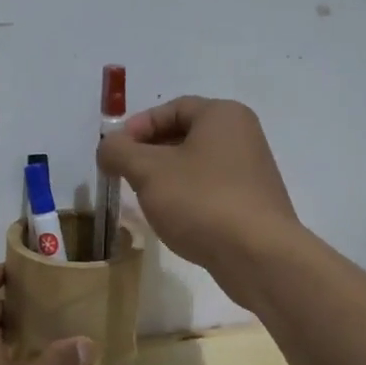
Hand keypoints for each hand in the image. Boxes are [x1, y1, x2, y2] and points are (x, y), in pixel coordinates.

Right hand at [96, 96, 301, 303]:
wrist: (258, 256)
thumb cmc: (201, 201)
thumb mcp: (148, 171)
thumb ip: (119, 151)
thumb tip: (108, 147)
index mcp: (223, 115)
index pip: (171, 108)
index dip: (137, 126)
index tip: (115, 152)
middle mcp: (242, 135)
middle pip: (184, 134)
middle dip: (149, 153)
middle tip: (125, 175)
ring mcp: (251, 171)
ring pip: (196, 164)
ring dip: (166, 177)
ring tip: (145, 199)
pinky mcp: (253, 203)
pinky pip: (210, 189)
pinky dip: (187, 196)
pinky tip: (174, 218)